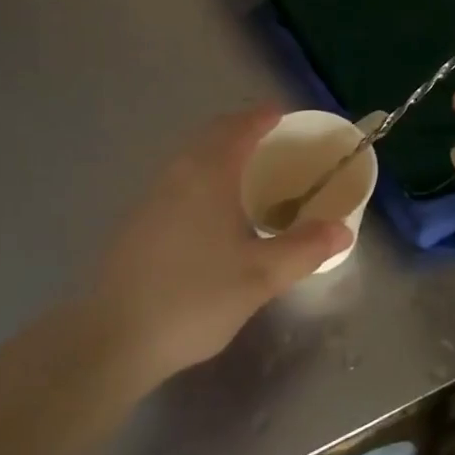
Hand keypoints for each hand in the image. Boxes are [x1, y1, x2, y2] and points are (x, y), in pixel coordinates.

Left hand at [95, 107, 349, 382]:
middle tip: (271, 140)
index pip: (239, 128)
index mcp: (209, 174)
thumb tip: (343, 231)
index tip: (284, 114)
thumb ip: (304, 249)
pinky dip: (201, 177)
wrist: (111, 339)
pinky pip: (177, 181)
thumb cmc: (194, 297)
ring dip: (218, 153)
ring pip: (190, 159)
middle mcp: (177, 175)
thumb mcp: (261, 276)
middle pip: (211, 136)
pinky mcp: (136, 224)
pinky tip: (212, 211)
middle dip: (241, 130)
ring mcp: (151, 198)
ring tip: (247, 172)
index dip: (263, 117)